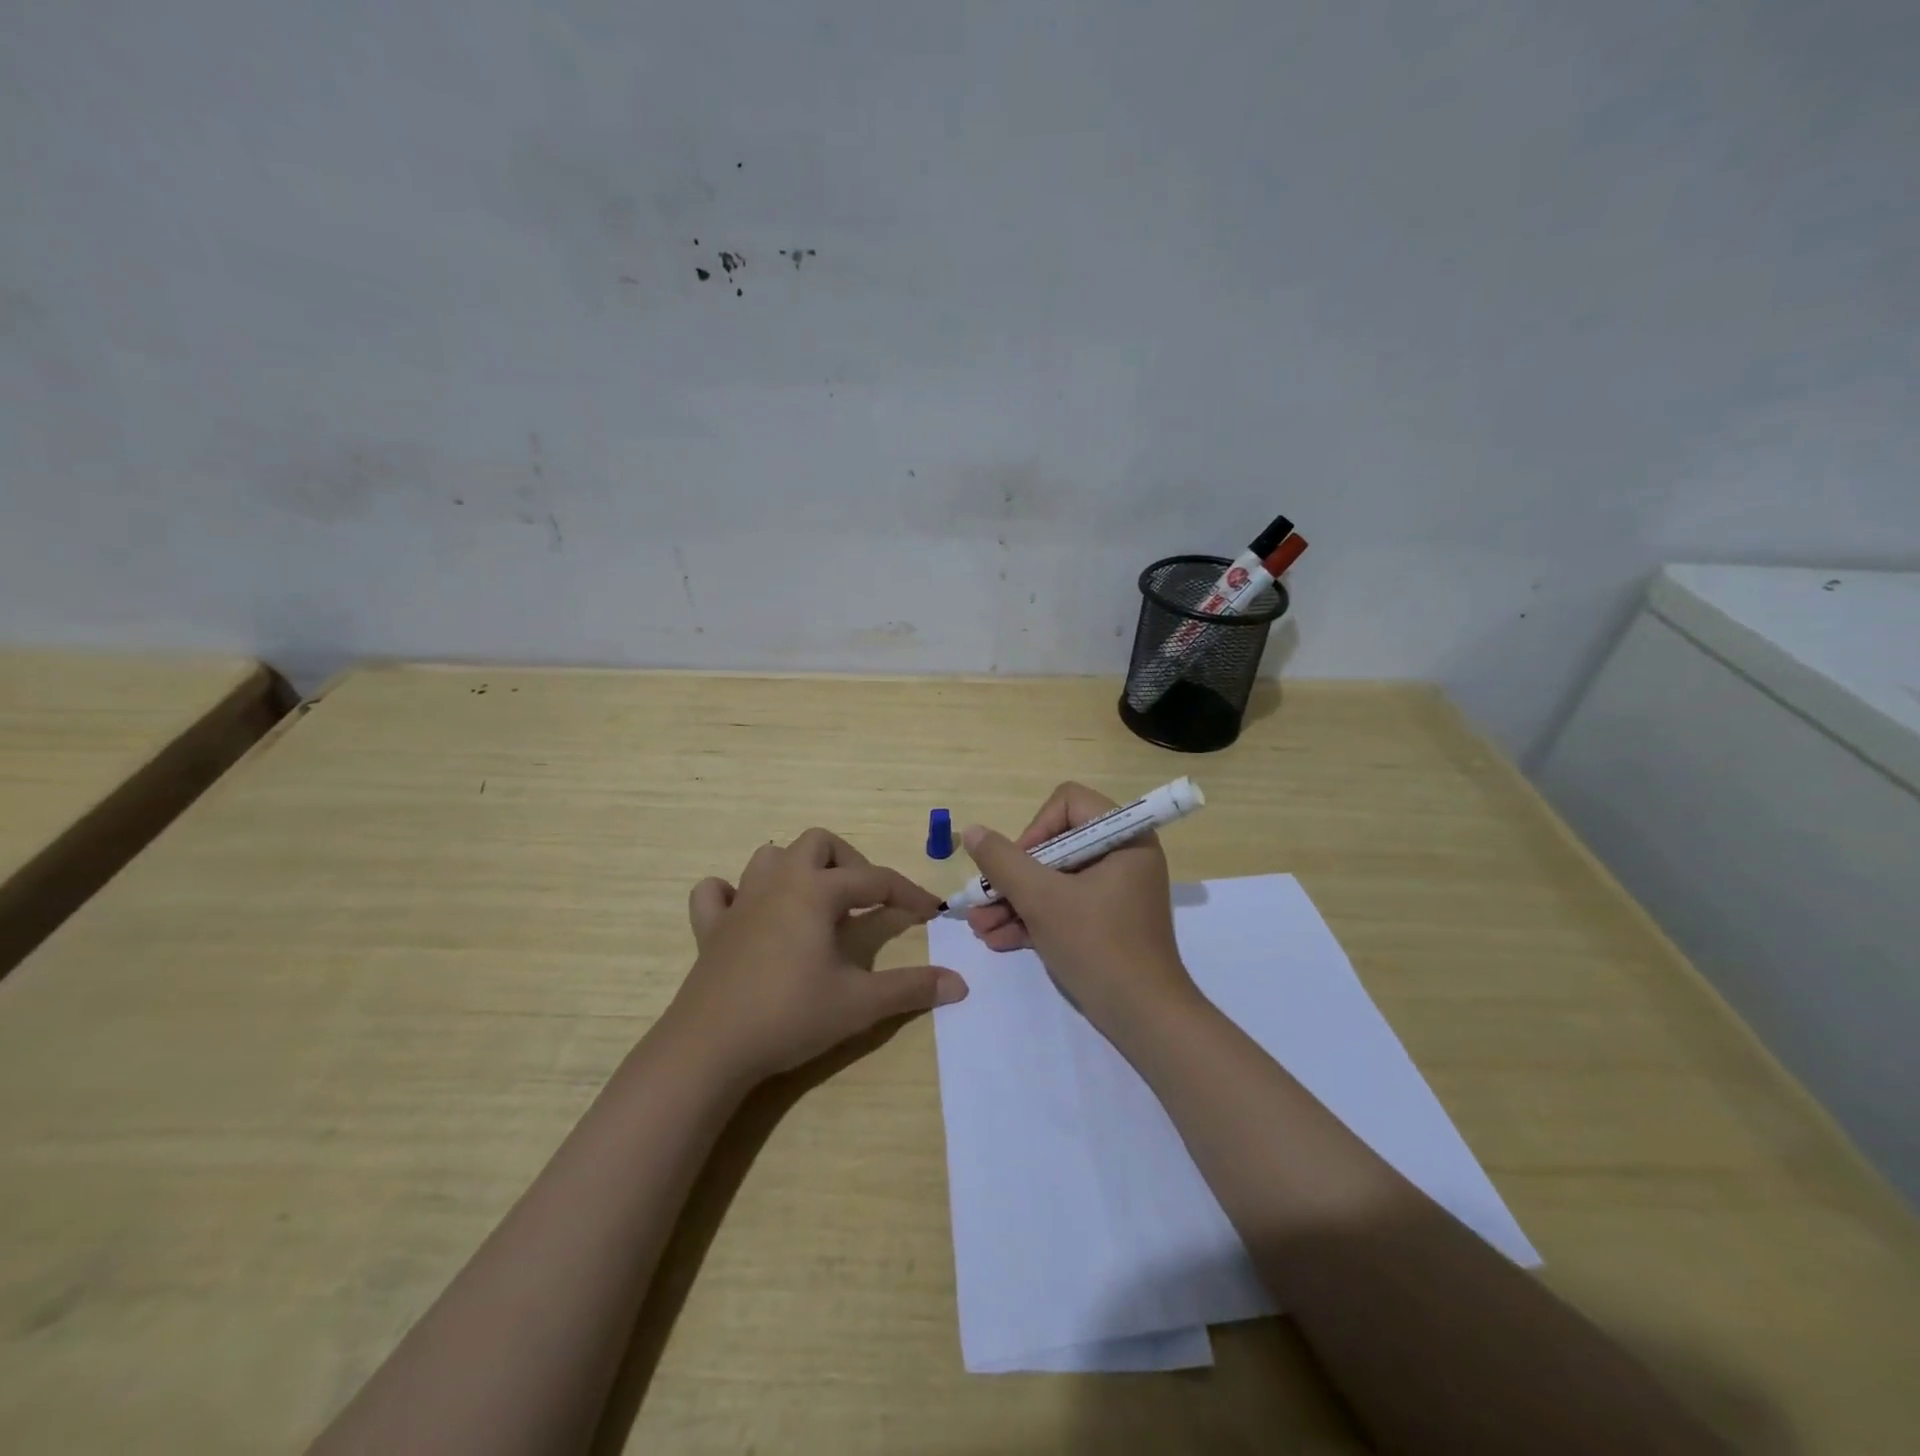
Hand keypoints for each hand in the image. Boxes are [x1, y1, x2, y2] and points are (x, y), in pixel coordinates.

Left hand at [663, 828, 967, 1084]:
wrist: (710, 1048)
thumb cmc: (790, 1015)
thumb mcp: (860, 1004)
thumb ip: (911, 988)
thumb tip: (960, 983)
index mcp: (816, 891)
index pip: (874, 879)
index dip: (907, 893)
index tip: (931, 911)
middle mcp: (778, 883)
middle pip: (818, 843)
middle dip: (849, 862)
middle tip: (864, 900)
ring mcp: (739, 902)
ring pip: (769, 857)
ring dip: (796, 869)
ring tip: (815, 903)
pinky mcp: (710, 928)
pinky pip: (715, 893)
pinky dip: (733, 894)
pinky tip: (748, 915)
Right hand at [962, 782, 1198, 1035]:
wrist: (1144, 1019)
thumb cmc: (1098, 946)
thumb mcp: (1042, 900)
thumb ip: (1003, 862)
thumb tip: (972, 831)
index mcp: (1124, 837)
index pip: (1068, 803)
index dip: (1036, 829)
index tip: (1018, 865)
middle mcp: (1122, 856)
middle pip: (1055, 844)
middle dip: (1014, 875)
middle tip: (983, 899)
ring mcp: (1115, 890)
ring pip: (1054, 879)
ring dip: (1015, 900)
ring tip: (980, 926)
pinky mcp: (1106, 920)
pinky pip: (1064, 904)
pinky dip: (1034, 918)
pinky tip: (997, 939)